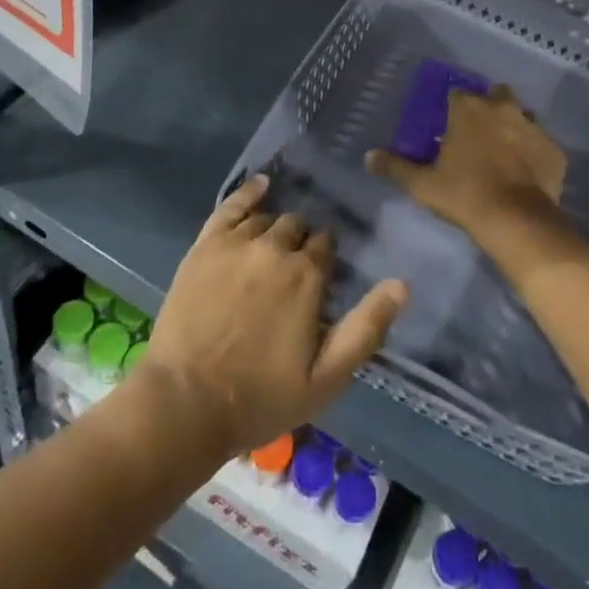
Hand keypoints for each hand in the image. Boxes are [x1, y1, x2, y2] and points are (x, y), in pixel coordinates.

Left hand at [133, 174, 406, 457]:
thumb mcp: (326, 378)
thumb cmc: (261, 397)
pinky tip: (260, 185)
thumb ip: (366, 328)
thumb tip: (402, 285)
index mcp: (307, 276)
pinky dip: (249, 192)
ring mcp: (237, 242)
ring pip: (267, 218)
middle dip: (300, 244)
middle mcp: (275, 248)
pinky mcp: (206, 245)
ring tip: (269, 250)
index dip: (325, 261)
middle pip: (297, 228)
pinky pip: (231, 206)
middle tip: (291, 272)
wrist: (186, 403)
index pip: (326, 246)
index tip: (319, 280)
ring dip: (274, 230)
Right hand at [367, 85, 569, 248]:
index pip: (457, 92)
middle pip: (496, 95)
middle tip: (479, 132)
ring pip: (523, 115)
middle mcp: (502, 107)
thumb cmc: (464, 195)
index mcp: (468, 108)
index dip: (453, 106)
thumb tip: (369, 156)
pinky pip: (542, 144)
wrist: (516, 221)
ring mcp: (532, 126)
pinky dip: (534, 152)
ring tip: (504, 151)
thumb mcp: (423, 184)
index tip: (449, 123)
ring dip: (513, 126)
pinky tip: (527, 172)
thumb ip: (396, 167)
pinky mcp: (554, 149)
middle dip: (489, 106)